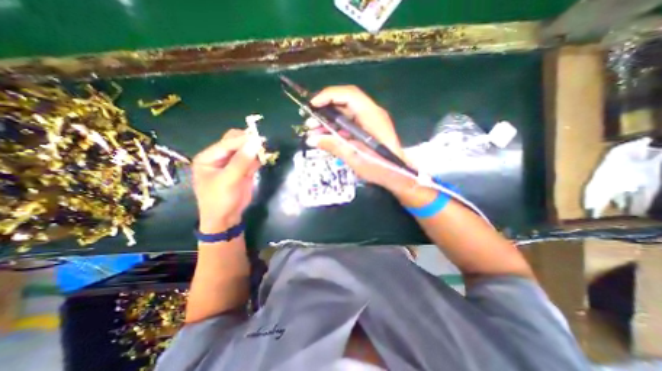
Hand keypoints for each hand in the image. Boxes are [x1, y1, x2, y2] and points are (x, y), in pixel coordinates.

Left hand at [191, 131, 260, 232]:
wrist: (225, 219)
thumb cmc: (220, 200)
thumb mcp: (228, 180)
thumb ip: (241, 161)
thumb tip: (256, 142)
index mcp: (209, 157)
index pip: (227, 143)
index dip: (243, 140)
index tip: (260, 138)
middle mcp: (220, 157)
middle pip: (235, 143)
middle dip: (249, 142)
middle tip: (263, 144)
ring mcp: (232, 163)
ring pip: (245, 150)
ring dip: (255, 150)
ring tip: (266, 150)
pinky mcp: (243, 170)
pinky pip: (251, 159)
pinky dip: (258, 158)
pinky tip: (264, 158)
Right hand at [307, 86, 411, 192]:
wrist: (398, 175)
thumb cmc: (380, 168)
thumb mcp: (356, 159)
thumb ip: (335, 146)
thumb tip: (312, 139)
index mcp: (372, 117)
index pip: (350, 95)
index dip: (329, 96)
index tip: (312, 106)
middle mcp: (372, 114)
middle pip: (345, 103)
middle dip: (325, 110)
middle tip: (309, 122)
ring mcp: (370, 121)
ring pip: (345, 113)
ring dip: (329, 120)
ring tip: (314, 131)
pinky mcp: (367, 129)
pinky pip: (349, 123)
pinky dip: (336, 128)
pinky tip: (326, 136)